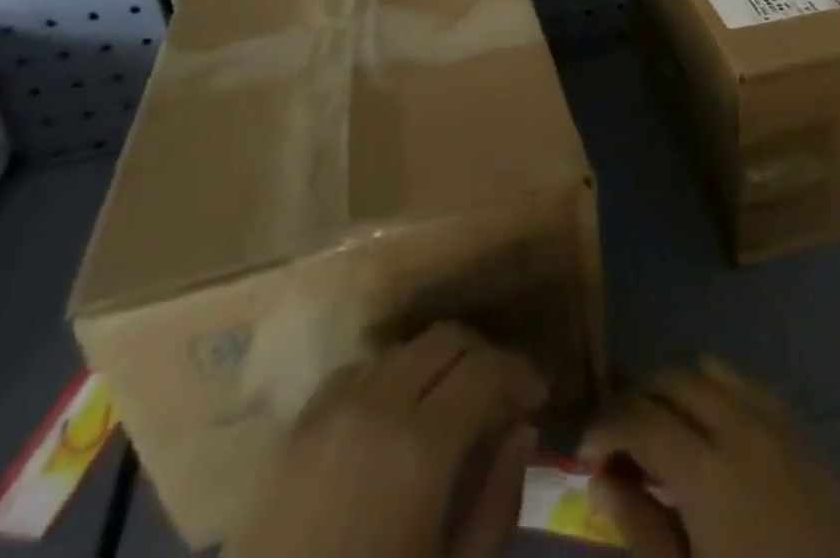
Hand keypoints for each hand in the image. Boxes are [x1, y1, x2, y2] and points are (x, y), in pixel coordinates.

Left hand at [226, 323, 545, 557]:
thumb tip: (522, 430)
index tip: (538, 397)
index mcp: (423, 446)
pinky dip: (392, 377)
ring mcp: (335, 408)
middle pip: (446, 339)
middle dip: (484, 357)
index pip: (486, 368)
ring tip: (453, 405)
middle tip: (502, 397)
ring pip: (405, 349)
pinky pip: (361, 370)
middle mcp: (380, 404)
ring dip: (439, 364)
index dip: (519, 372)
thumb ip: (497, 499)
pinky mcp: (301, 424)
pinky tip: (397, 417)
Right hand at [581, 357, 839, 557]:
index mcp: (707, 469)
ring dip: (679, 389)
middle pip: (673, 379)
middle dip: (638, 399)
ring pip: (712, 369)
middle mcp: (740, 426)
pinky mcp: (806, 435)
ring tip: (666, 430)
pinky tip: (714, 435)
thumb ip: (641, 529)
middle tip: (620, 440)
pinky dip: (719, 394)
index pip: (639, 419)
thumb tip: (603, 477)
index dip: (605, 428)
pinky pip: (750, 387)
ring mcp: (778, 424)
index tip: (586, 452)